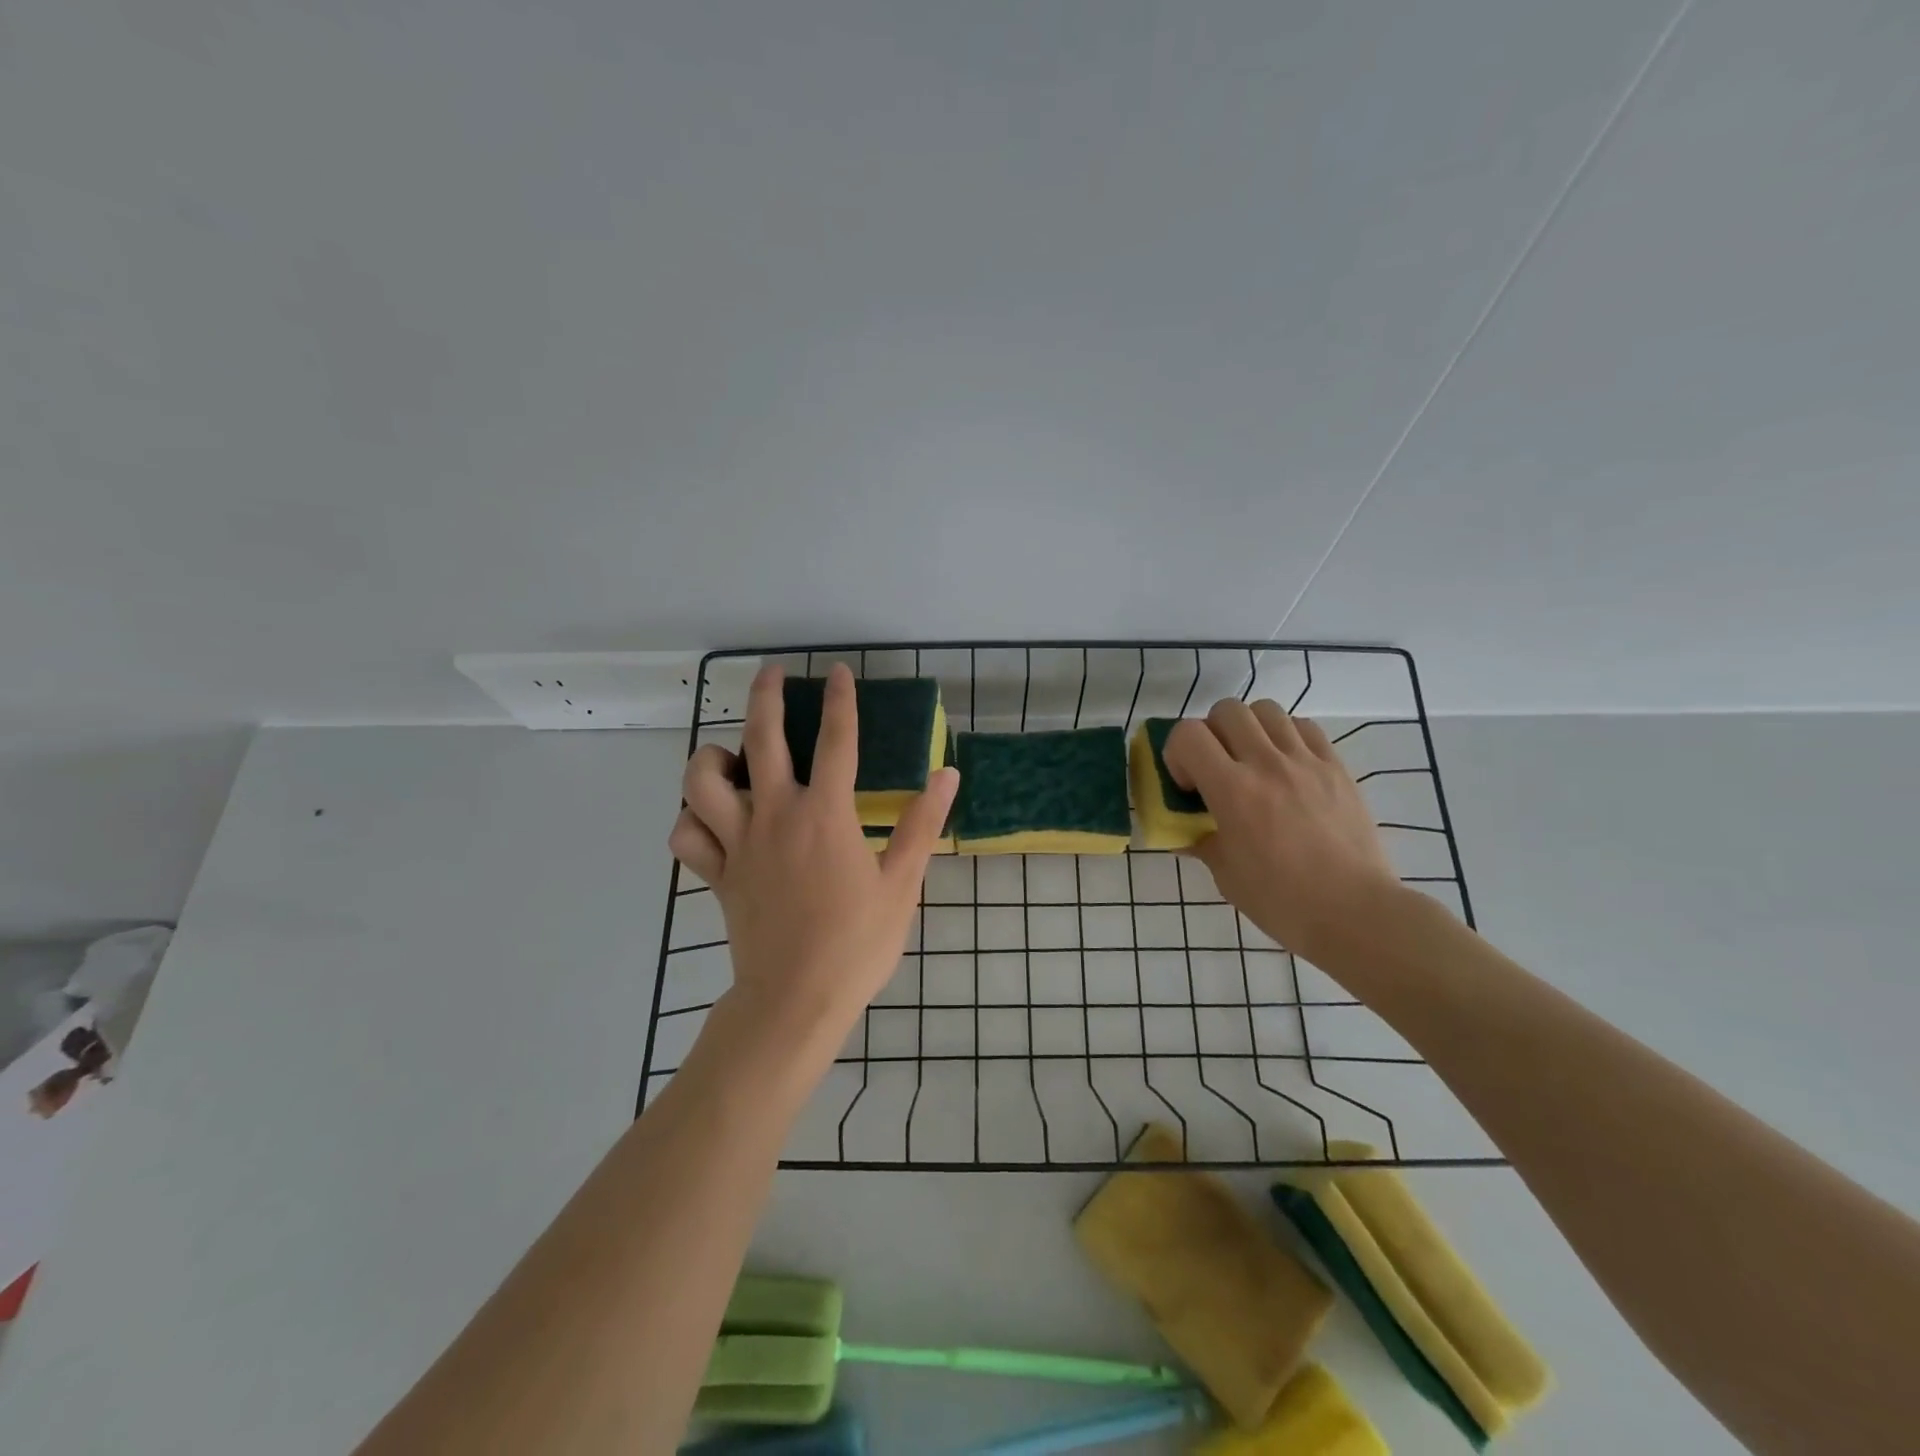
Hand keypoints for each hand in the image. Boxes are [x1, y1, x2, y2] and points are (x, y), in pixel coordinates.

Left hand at [669, 663, 959, 1048]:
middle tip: (772, 674)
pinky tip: (709, 818)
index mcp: (825, 815)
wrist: (796, 999)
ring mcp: (739, 844)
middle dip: (766, 697)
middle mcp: (776, 816)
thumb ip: (922, 824)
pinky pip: (686, 836)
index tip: (839, 673)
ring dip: (712, 758)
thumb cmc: (856, 942)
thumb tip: (947, 774)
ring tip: (731, 756)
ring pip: (702, 783)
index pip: (836, 741)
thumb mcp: (902, 883)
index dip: (840, 701)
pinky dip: (690, 819)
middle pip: (761, 739)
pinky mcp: (717, 874)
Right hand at [1163, 699, 1400, 963]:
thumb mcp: (1226, 875)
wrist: (1355, 913)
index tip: (1187, 784)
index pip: (1188, 734)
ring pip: (1267, 710)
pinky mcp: (1336, 767)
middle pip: (1227, 710)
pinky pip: (1304, 728)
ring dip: (1249, 728)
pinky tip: (1286, 765)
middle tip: (1216, 767)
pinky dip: (1286, 735)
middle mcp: (1267, 764)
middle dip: (1211, 733)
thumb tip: (1185, 831)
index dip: (1177, 752)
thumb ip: (1202, 841)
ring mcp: (1306, 762)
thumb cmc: (1282, 901)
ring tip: (1252, 760)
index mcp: (1233, 791)